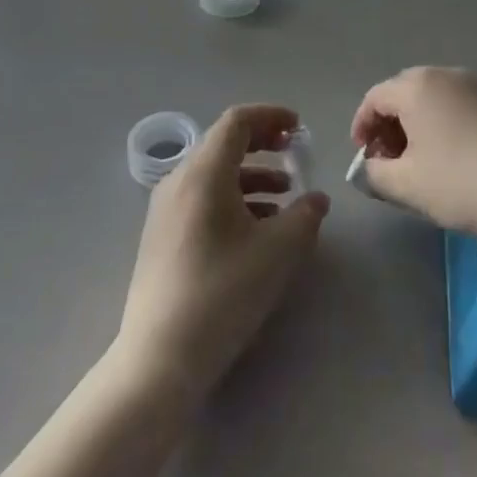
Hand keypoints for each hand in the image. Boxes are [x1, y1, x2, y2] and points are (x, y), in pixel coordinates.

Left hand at [118, 105, 328, 398]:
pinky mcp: (162, 237)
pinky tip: (257, 229)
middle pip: (223, 144)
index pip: (237, 122)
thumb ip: (305, 216)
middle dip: (262, 144)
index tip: (299, 127)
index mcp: (203, 173)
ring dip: (252, 175)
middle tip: (294, 152)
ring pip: (214, 174)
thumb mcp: (278, 251)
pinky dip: (233, 199)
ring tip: (285, 197)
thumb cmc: (223, 293)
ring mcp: (165, 210)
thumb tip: (316, 199)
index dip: (271, 117)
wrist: (160, 359)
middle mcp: (179, 181)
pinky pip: (202, 199)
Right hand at [350, 67, 476, 240]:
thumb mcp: (406, 186)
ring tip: (420, 157)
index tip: (363, 156)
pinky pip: (461, 104)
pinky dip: (447, 122)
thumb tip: (368, 168)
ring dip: (419, 121)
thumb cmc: (459, 182)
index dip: (362, 125)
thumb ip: (375, 174)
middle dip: (390, 122)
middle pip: (405, 91)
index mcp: (417, 87)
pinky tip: (454, 153)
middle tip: (388, 157)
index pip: (376, 97)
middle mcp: (446, 75)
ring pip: (435, 97)